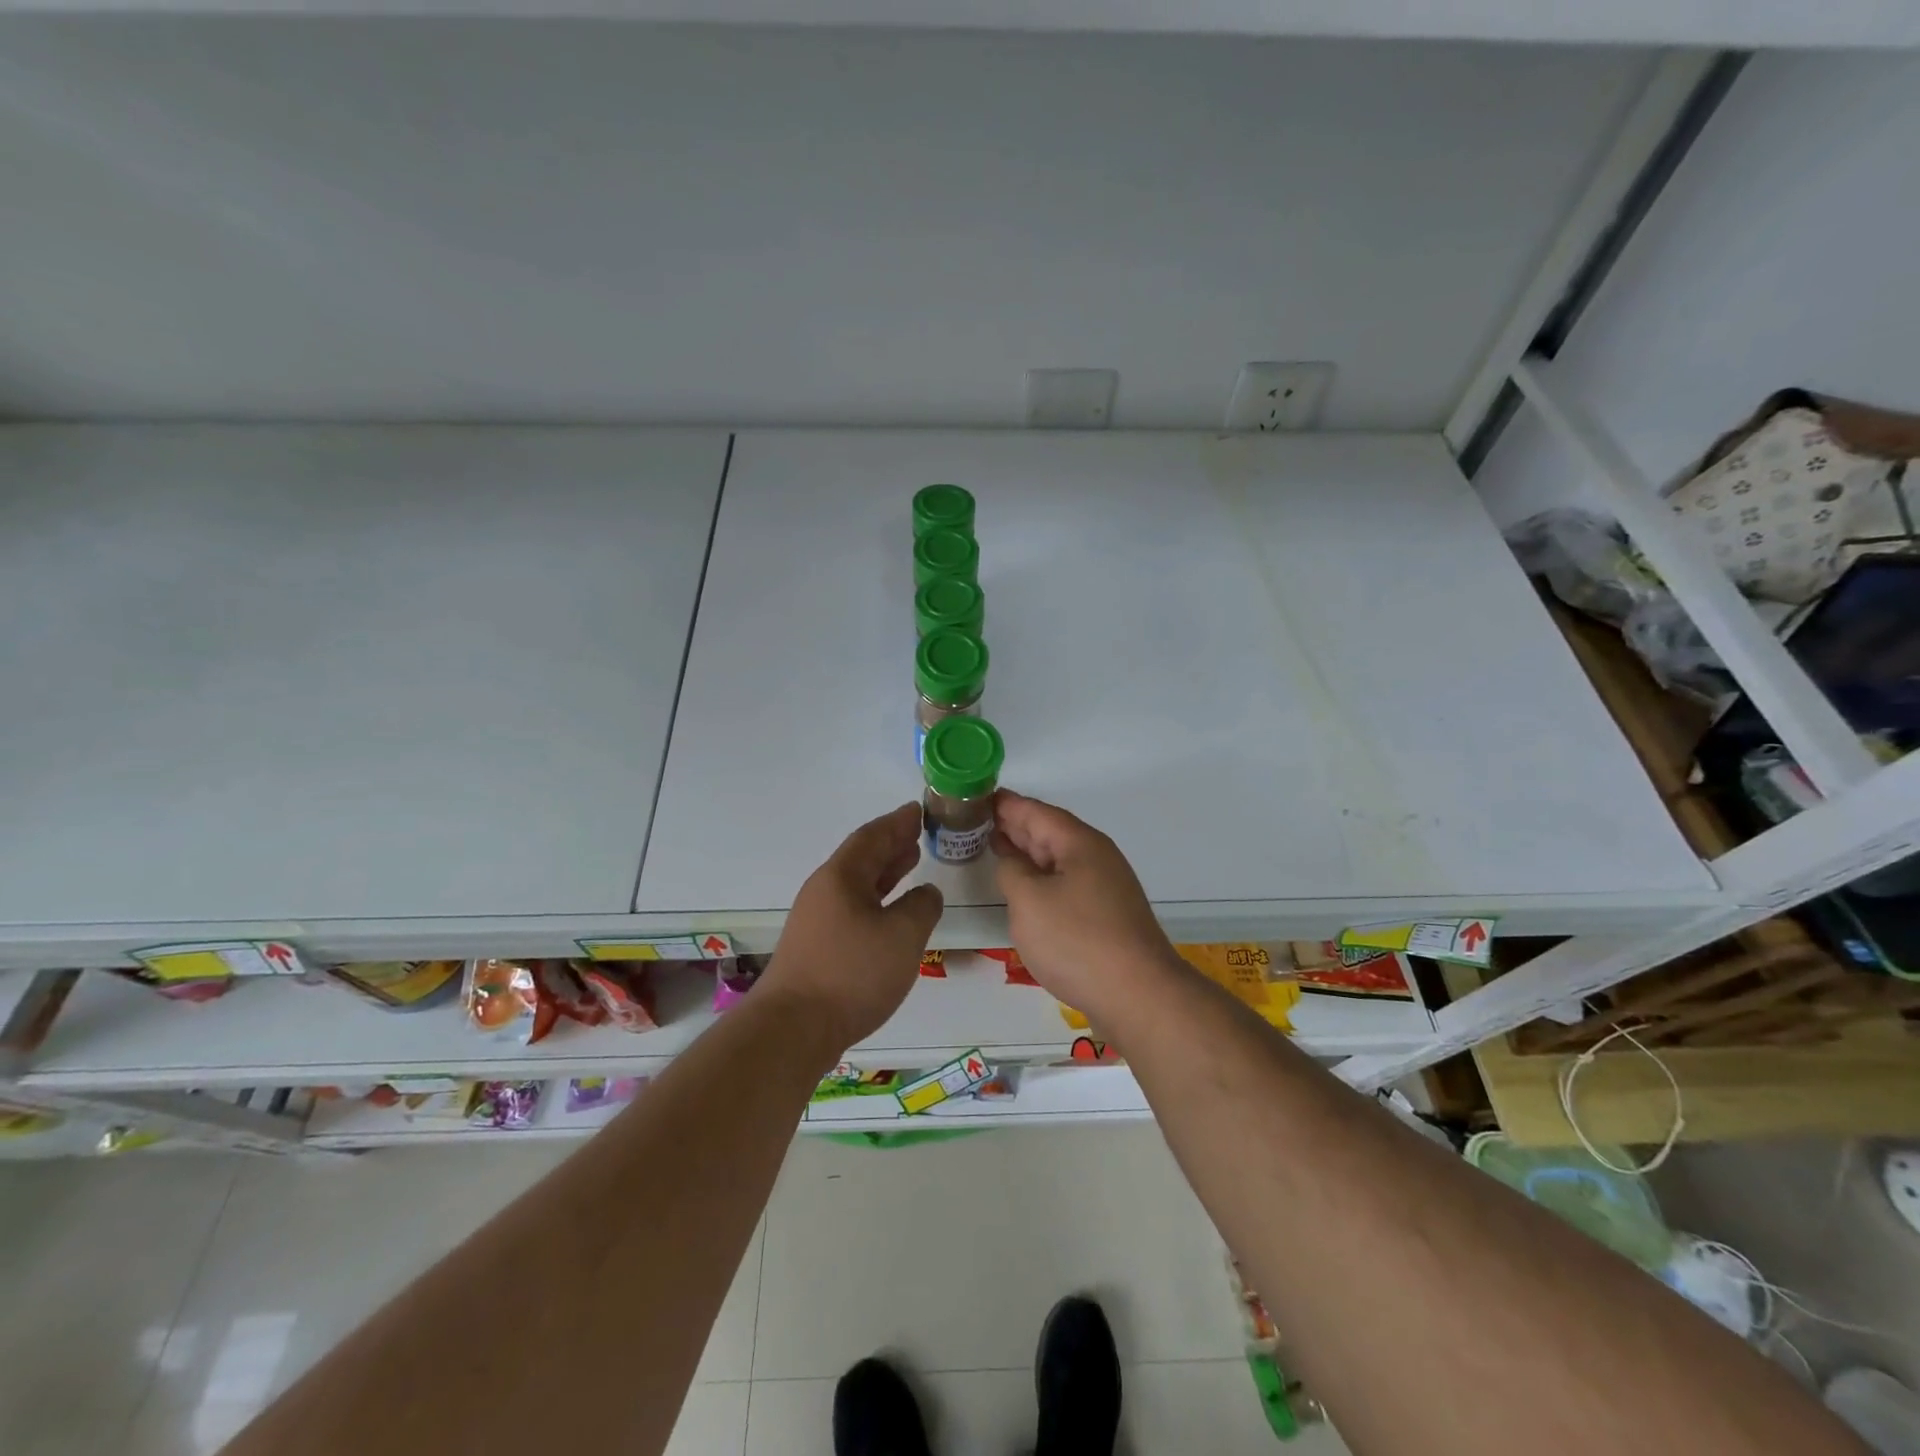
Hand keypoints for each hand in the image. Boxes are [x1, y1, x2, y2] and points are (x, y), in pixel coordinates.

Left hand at [760, 802, 943, 1049]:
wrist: (794, 1029)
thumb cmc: (852, 973)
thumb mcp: (903, 935)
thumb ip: (922, 906)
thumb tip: (926, 893)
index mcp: (842, 876)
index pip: (873, 836)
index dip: (898, 822)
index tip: (919, 810)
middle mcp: (825, 891)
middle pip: (862, 857)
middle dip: (892, 844)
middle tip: (919, 833)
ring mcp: (817, 920)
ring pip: (857, 884)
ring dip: (885, 871)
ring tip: (911, 862)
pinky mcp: (817, 948)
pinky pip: (854, 908)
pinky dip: (877, 899)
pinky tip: (891, 913)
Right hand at [992, 789, 1186, 1029]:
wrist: (1138, 995)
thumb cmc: (1076, 941)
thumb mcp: (1028, 901)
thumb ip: (1011, 871)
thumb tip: (1012, 860)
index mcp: (1079, 843)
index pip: (1036, 811)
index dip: (1006, 804)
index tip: (978, 796)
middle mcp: (1096, 857)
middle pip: (1049, 831)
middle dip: (1014, 825)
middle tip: (977, 820)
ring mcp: (1104, 886)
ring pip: (1058, 859)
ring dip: (1027, 852)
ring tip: (994, 846)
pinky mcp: (1105, 914)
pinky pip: (1065, 883)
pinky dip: (1040, 877)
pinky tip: (1025, 888)